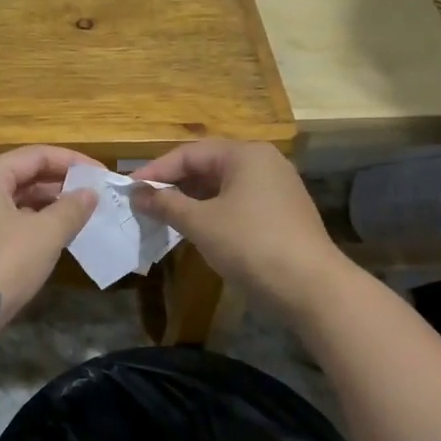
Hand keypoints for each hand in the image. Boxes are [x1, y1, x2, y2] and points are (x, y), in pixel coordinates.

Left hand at [0, 146, 99, 362]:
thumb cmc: (1, 265)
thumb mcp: (45, 235)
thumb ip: (71, 209)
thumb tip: (89, 193)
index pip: (35, 155)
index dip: (71, 161)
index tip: (101, 174)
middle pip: (21, 175)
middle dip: (59, 183)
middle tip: (93, 195)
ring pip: (13, 201)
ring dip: (46, 205)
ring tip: (79, 216)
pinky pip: (4, 222)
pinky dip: (30, 224)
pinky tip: (53, 239)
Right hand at [129, 140, 350, 317]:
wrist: (311, 286)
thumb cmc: (251, 244)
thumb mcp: (201, 223)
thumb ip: (166, 204)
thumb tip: (136, 194)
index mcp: (245, 154)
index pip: (189, 153)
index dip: (156, 171)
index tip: (129, 190)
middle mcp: (263, 163)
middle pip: (207, 166)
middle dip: (174, 185)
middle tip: (143, 204)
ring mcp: (276, 188)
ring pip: (222, 186)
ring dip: (192, 200)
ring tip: (163, 217)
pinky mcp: (281, 213)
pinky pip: (237, 203)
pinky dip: (213, 212)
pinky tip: (196, 230)